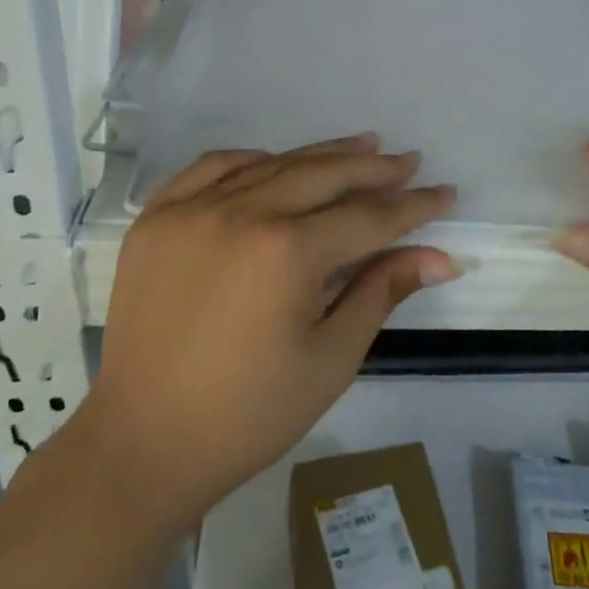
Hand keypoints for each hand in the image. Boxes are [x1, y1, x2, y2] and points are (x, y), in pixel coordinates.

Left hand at [71, 135, 456, 530]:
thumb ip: (383, 291)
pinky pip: (212, 168)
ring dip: (322, 155)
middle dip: (373, 168)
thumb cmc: (249, 414)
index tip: (444, 192)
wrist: (143, 442)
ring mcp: (191, 210)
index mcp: (287, 253)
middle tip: (408, 161)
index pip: (368, 216)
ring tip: (362, 146)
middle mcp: (240, 214)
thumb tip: (441, 257)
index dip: (412, 205)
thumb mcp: (331, 358)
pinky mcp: (157, 218)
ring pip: (273, 164)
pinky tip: (277, 163)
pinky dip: (252, 160)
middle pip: (323, 175)